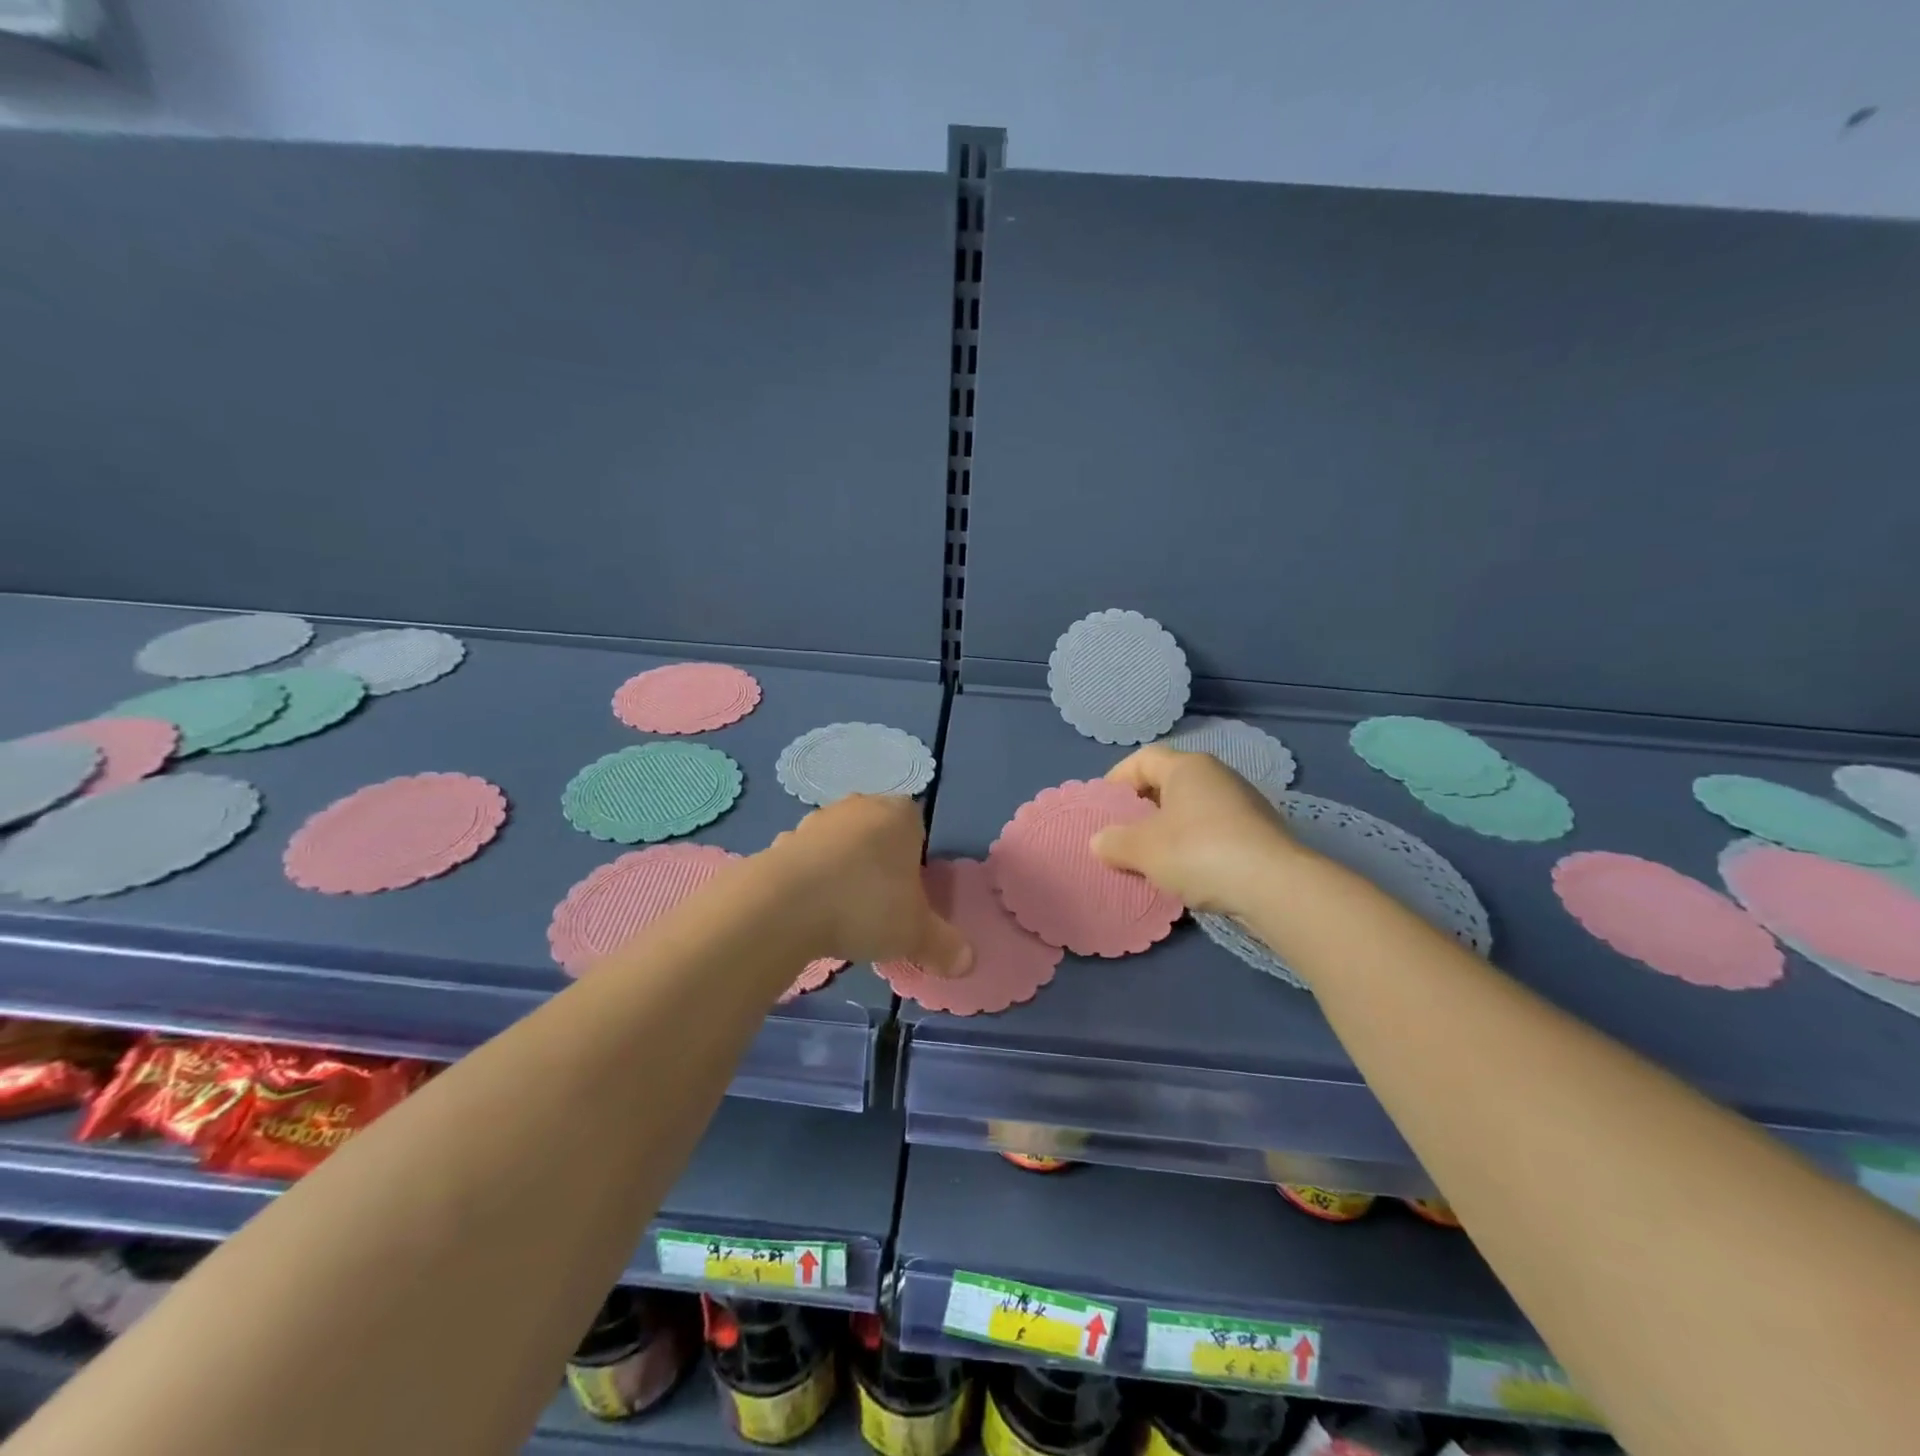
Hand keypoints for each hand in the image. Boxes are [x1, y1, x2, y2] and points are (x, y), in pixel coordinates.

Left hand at [766, 795, 971, 974]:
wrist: (783, 906)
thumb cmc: (866, 905)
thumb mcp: (915, 933)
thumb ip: (944, 945)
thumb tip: (968, 962)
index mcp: (899, 814)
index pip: (917, 826)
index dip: (915, 859)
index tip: (909, 894)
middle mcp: (858, 806)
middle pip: (877, 833)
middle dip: (879, 863)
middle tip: (880, 905)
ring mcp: (816, 821)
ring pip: (840, 845)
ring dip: (842, 871)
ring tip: (843, 914)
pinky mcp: (781, 841)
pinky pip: (806, 861)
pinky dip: (810, 881)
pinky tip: (809, 913)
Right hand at [1091, 745, 1300, 915]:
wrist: (1275, 886)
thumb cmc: (1198, 852)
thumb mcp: (1143, 850)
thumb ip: (1115, 842)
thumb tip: (1100, 841)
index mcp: (1187, 767)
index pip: (1142, 759)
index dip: (1117, 779)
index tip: (1104, 807)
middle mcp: (1217, 775)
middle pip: (1168, 784)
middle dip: (1143, 809)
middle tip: (1123, 835)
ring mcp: (1243, 803)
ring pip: (1192, 810)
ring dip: (1169, 831)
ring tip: (1152, 860)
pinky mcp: (1260, 833)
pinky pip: (1214, 832)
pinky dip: (1195, 847)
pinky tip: (1188, 874)